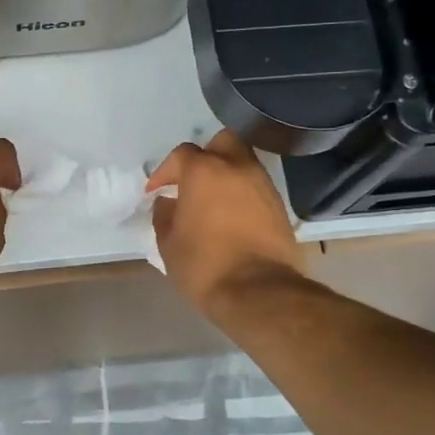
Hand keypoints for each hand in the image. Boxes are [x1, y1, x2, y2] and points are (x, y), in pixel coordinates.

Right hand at [147, 130, 306, 314]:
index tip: (155, 191)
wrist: (260, 292)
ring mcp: (262, 185)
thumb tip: (167, 202)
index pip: (181, 155)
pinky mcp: (279, 206)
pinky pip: (256, 186)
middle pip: (222, 142)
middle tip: (192, 180)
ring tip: (212, 200)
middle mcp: (237, 168)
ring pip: (243, 163)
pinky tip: (231, 215)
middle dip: (206, 155)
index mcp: (205, 171)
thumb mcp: (169, 243)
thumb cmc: (205, 265)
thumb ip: (164, 215)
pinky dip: (242, 193)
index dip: (164, 171)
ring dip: (226, 174)